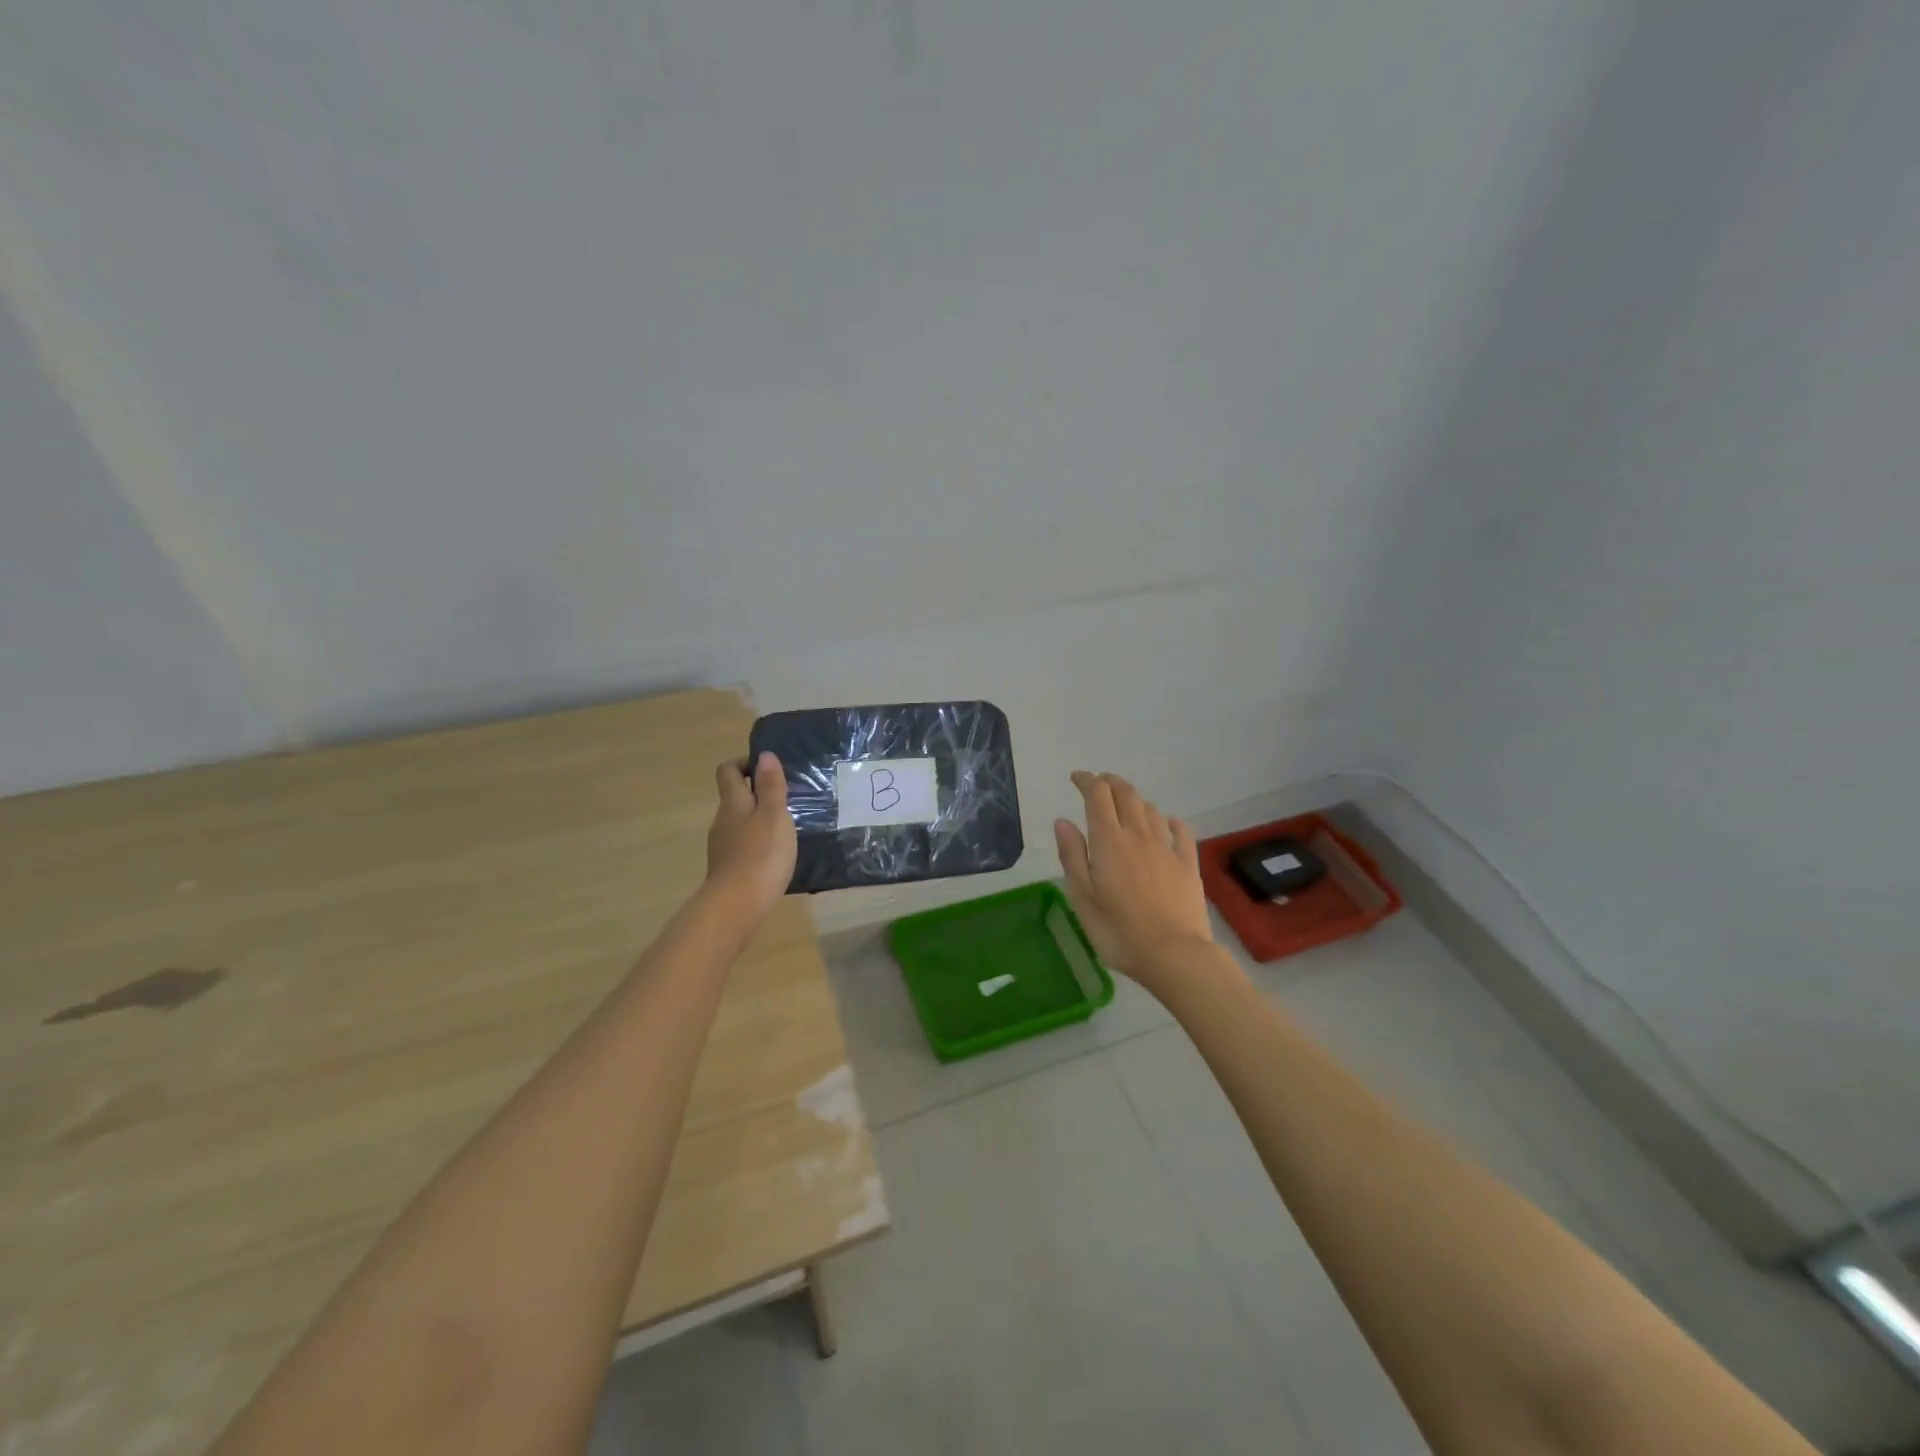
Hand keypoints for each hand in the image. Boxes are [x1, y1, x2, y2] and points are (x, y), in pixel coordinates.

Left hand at [706, 752, 798, 919]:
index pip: (728, 771)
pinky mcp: (729, 867)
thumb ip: (771, 786)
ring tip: (787, 828)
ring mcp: (722, 846)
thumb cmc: (761, 854)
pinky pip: (743, 844)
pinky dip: (758, 842)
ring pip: (740, 822)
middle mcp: (722, 820)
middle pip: (735, 796)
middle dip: (758, 793)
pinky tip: (776, 855)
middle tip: (788, 800)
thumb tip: (764, 755)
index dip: (745, 764)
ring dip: (760, 819)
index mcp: (733, 802)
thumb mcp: (774, 815)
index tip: (769, 770)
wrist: (737, 906)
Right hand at [1054, 771, 1215, 987]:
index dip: (1086, 780)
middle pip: (1126, 794)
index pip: (1097, 796)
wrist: (1174, 955)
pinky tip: (1166, 823)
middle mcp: (1138, 835)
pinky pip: (1180, 830)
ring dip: (1135, 799)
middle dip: (1110, 782)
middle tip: (1098, 784)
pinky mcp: (1188, 863)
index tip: (1076, 778)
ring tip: (1125, 804)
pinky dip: (1169, 820)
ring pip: (1151, 808)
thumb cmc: (1119, 932)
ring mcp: (1166, 848)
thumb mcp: (1082, 898)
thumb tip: (1062, 821)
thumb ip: (1072, 856)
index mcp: (1109, 841)